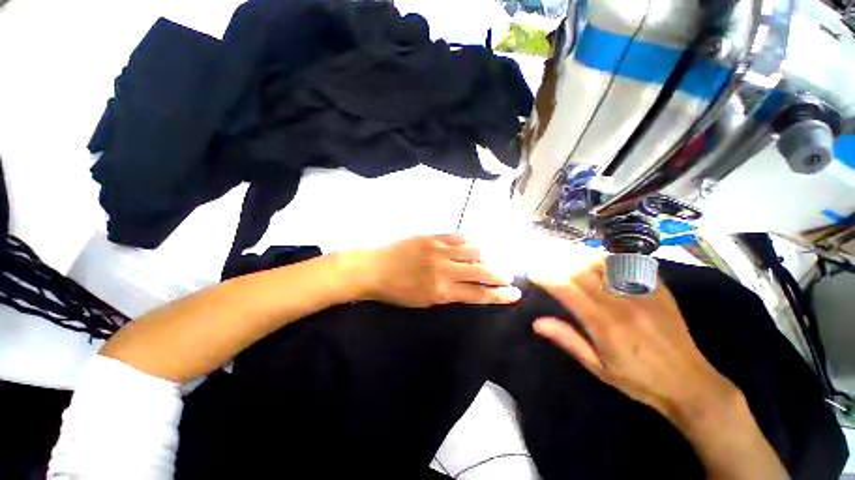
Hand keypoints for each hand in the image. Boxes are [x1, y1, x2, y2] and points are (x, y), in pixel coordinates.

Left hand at [347, 234, 521, 307]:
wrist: (373, 268)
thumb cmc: (395, 291)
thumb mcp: (422, 302)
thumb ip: (448, 295)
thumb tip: (468, 288)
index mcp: (441, 291)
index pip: (478, 294)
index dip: (499, 295)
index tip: (514, 293)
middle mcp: (444, 270)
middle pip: (481, 271)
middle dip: (500, 274)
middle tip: (509, 275)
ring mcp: (439, 250)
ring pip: (473, 250)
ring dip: (486, 256)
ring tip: (490, 259)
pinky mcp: (432, 236)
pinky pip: (457, 236)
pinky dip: (469, 240)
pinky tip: (474, 242)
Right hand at [531, 261, 736, 424]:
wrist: (690, 384)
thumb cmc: (639, 380)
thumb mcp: (598, 368)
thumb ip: (568, 340)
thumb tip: (537, 323)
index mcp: (605, 324)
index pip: (567, 290)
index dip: (546, 278)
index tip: (533, 274)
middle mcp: (621, 303)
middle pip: (581, 272)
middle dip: (558, 266)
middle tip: (548, 267)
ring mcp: (643, 294)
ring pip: (603, 263)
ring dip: (580, 259)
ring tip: (568, 262)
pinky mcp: (658, 290)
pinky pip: (629, 265)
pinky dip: (609, 260)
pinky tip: (600, 263)